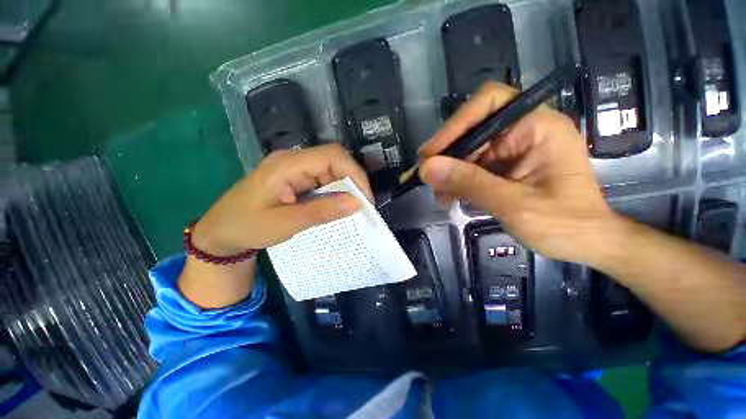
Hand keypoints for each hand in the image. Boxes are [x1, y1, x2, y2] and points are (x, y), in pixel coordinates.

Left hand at [192, 143, 372, 255]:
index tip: (365, 199)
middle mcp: (294, 160)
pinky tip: (338, 207)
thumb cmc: (246, 227)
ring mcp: (295, 169)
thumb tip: (357, 203)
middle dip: (354, 182)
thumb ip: (322, 211)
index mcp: (288, 165)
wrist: (221, 232)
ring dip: (346, 188)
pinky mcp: (296, 179)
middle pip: (335, 161)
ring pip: (332, 171)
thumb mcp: (285, 223)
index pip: (333, 156)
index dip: (355, 174)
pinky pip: (323, 181)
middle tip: (362, 207)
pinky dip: (335, 193)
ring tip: (353, 209)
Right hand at [419, 82, 616, 264]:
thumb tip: (426, 168)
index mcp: (538, 127)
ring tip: (438, 195)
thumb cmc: (563, 225)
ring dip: (448, 172)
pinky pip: (472, 167)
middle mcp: (523, 131)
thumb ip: (469, 183)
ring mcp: (512, 149)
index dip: (455, 124)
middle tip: (425, 177)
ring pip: (467, 151)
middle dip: (446, 155)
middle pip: (472, 129)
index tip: (430, 153)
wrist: (586, 244)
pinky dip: (457, 181)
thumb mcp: (513, 204)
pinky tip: (449, 197)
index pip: (489, 103)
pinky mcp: (504, 167)